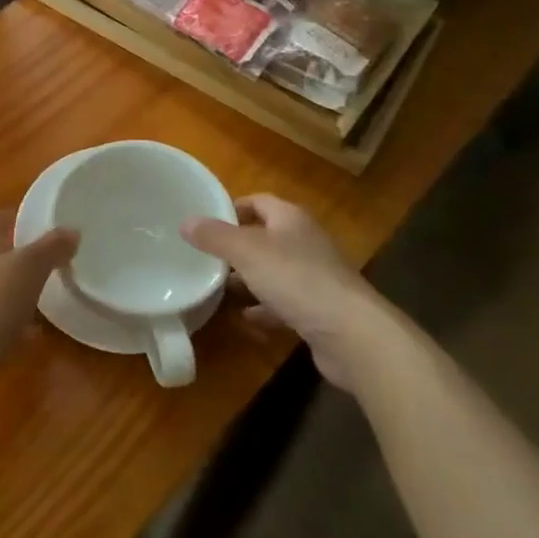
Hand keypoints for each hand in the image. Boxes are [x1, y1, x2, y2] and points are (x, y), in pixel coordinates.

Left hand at [0, 211, 77, 403]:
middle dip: (22, 260)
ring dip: (14, 292)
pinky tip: (25, 338)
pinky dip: (5, 321)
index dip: (21, 221)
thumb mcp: (28, 270)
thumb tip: (71, 230)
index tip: (48, 236)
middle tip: (51, 271)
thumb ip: (51, 248)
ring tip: (44, 305)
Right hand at [181, 195, 389, 390]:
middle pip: (266, 237)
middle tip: (205, 256)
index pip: (259, 201)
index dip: (233, 207)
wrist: (353, 335)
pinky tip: (245, 317)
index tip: (206, 221)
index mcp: (291, 219)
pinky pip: (284, 304)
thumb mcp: (246, 252)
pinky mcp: (319, 311)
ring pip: (274, 271)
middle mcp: (306, 243)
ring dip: (249, 279)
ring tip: (218, 286)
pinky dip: (264, 308)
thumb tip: (185, 221)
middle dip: (237, 246)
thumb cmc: (297, 280)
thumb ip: (215, 236)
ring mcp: (315, 278)